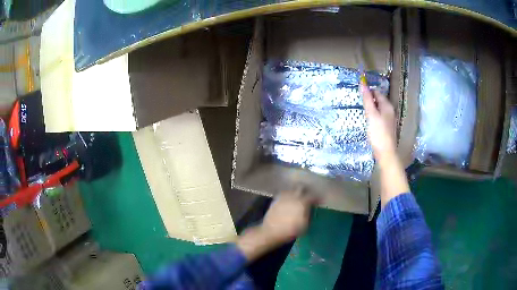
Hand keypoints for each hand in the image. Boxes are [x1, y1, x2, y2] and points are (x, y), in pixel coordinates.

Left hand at [236, 188, 316, 261]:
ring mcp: (283, 196)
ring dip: (297, 192)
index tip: (319, 201)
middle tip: (309, 196)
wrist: (271, 232)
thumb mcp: (305, 226)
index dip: (317, 198)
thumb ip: (309, 215)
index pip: (313, 196)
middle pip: (302, 188)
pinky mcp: (276, 199)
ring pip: (292, 189)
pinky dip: (288, 195)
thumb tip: (311, 209)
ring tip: (299, 197)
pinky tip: (289, 200)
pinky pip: (284, 193)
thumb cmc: (290, 231)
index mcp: (302, 202)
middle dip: (306, 191)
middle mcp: (293, 196)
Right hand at [361, 84, 396, 161]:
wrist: (386, 153)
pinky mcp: (387, 127)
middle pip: (379, 100)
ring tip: (363, 113)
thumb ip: (367, 99)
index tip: (358, 94)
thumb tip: (362, 83)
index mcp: (387, 105)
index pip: (377, 92)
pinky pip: (380, 117)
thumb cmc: (378, 133)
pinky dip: (374, 116)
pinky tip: (369, 122)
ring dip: (371, 108)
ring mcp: (389, 120)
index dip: (368, 91)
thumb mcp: (371, 114)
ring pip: (379, 109)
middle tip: (360, 104)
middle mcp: (390, 111)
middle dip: (370, 100)